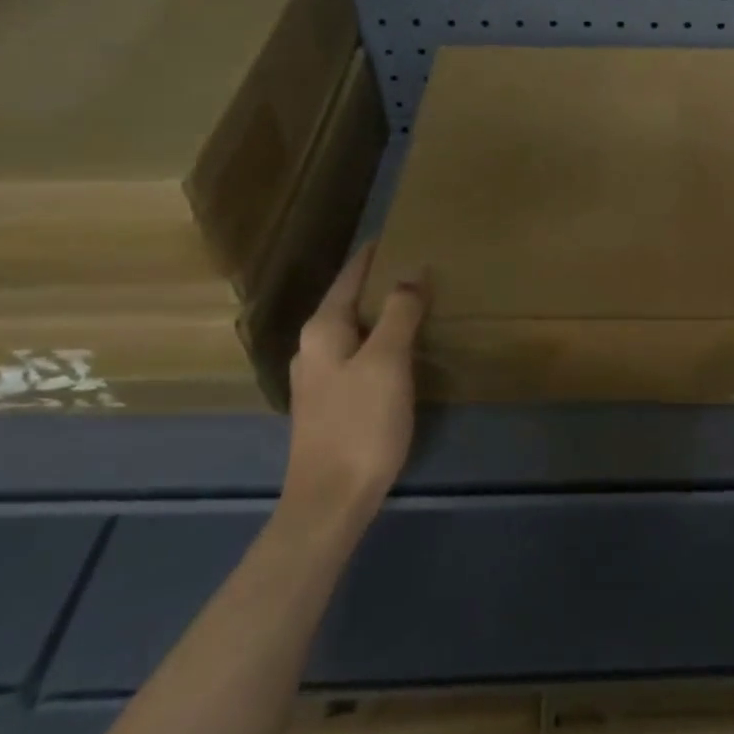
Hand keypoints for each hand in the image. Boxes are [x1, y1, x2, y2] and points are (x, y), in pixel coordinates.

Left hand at [281, 242, 428, 515]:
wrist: (331, 501)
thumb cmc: (360, 424)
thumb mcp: (387, 361)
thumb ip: (400, 312)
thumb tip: (412, 271)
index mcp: (322, 330)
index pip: (350, 276)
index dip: (374, 254)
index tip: (400, 232)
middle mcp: (314, 347)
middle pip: (350, 300)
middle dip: (381, 281)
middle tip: (420, 264)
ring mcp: (320, 377)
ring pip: (355, 329)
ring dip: (382, 312)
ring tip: (417, 300)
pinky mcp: (332, 402)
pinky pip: (359, 353)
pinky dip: (381, 339)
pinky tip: (403, 347)